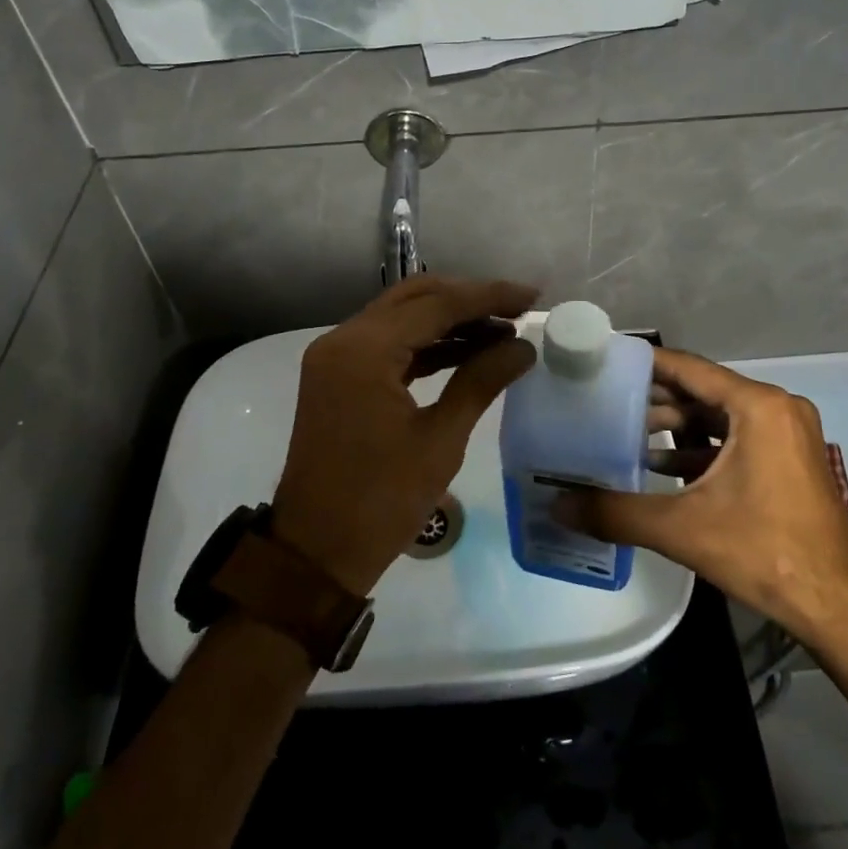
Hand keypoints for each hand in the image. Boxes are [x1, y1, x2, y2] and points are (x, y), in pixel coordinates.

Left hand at [272, 276, 536, 595]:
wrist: (316, 553)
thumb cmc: (381, 501)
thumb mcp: (440, 440)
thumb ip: (481, 381)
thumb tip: (523, 347)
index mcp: (363, 351)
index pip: (435, 305)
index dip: (488, 297)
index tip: (531, 296)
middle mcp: (343, 340)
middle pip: (415, 298)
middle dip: (468, 300)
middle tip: (517, 310)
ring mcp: (336, 357)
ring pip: (402, 317)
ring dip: (449, 320)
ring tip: (503, 331)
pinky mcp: (339, 376)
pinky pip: (389, 344)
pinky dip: (427, 343)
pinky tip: (468, 350)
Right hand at [555, 347, 847, 640]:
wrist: (837, 607)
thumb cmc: (763, 552)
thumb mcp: (682, 528)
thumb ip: (616, 512)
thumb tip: (558, 506)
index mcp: (759, 407)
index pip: (690, 368)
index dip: (646, 363)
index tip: (607, 360)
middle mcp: (778, 408)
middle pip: (704, 391)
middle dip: (657, 398)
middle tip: (608, 401)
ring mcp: (789, 434)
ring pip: (720, 416)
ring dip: (678, 425)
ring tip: (629, 434)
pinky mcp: (791, 459)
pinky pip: (738, 437)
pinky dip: (703, 447)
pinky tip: (664, 465)